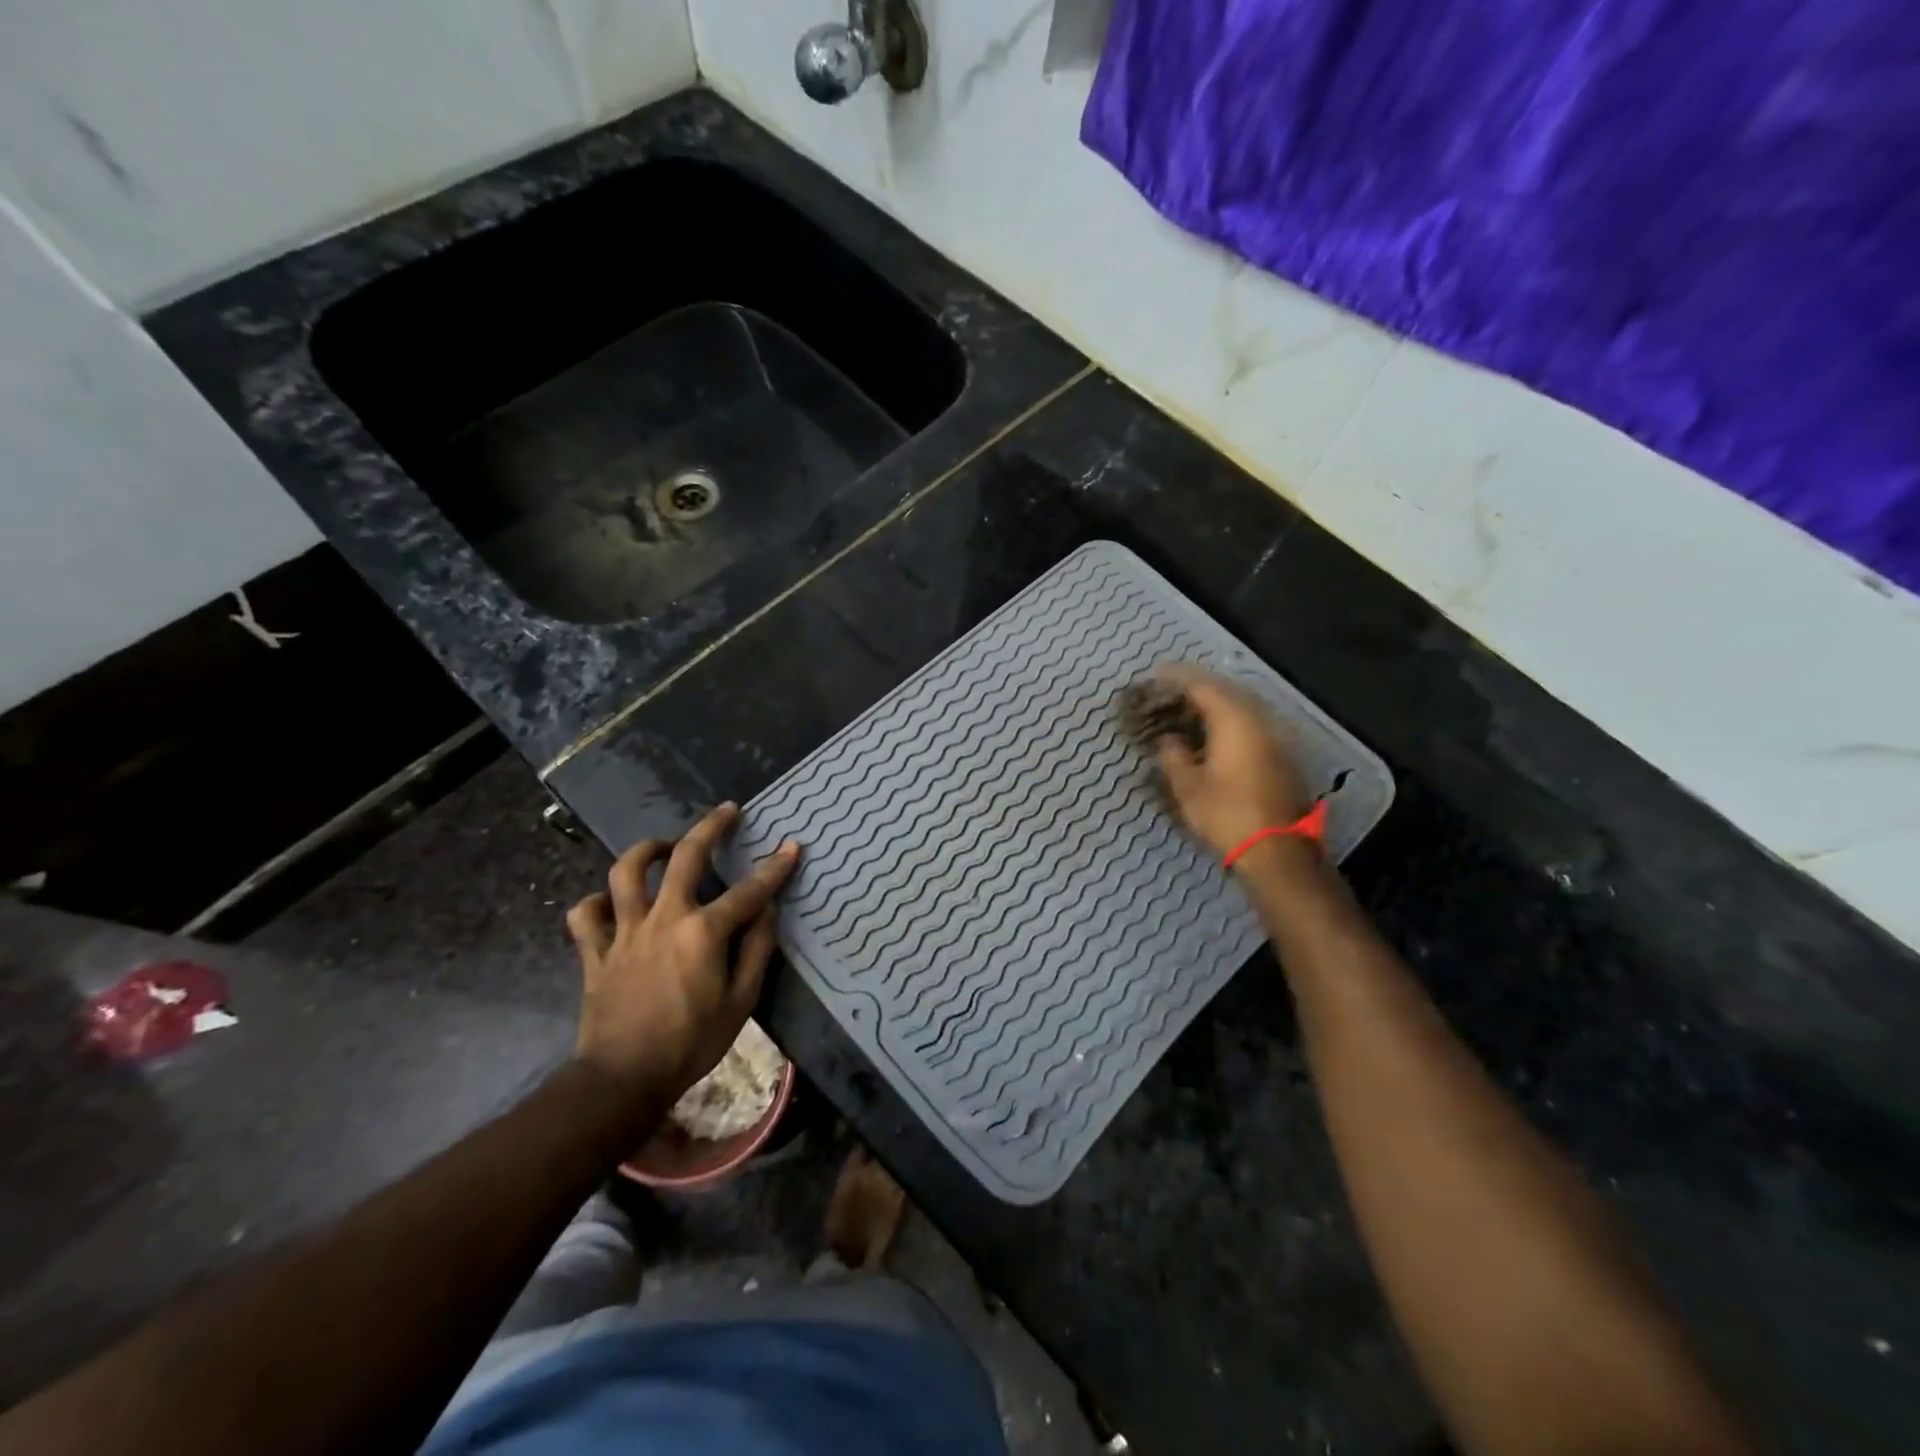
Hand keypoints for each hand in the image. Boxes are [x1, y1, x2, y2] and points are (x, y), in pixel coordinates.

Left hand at [566, 803, 800, 1102]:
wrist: (623, 1080)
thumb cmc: (691, 1043)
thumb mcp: (741, 1002)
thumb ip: (757, 950)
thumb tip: (768, 912)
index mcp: (703, 932)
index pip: (749, 891)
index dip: (775, 867)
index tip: (791, 846)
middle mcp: (664, 919)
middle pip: (685, 857)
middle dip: (710, 827)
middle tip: (727, 811)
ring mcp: (624, 932)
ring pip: (625, 873)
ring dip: (645, 850)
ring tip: (663, 846)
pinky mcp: (595, 952)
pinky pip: (585, 916)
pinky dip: (594, 903)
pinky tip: (609, 903)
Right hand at [1149, 666, 1312, 862]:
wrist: (1278, 851)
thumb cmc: (1227, 815)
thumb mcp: (1188, 788)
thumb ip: (1173, 756)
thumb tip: (1167, 739)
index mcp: (1234, 720)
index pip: (1201, 685)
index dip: (1175, 678)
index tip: (1153, 676)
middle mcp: (1259, 719)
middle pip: (1226, 689)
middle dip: (1196, 686)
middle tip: (1169, 692)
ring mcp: (1276, 736)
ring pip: (1242, 705)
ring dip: (1215, 703)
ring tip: (1188, 710)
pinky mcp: (1282, 754)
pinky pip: (1252, 722)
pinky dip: (1229, 719)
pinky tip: (1214, 733)